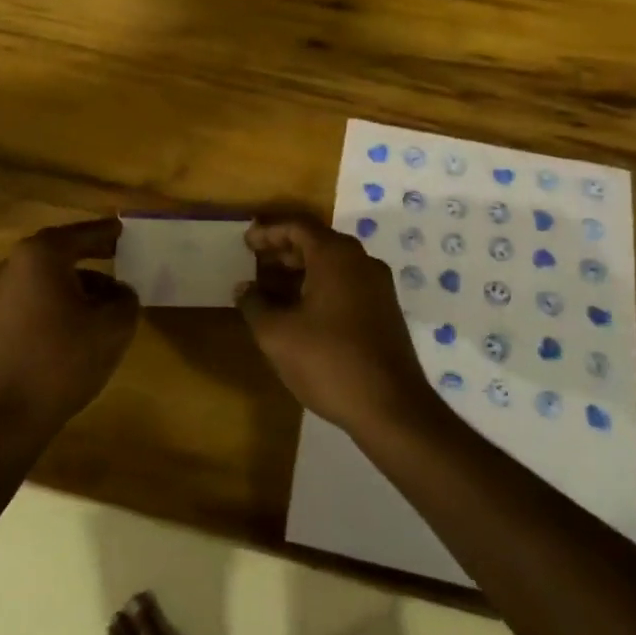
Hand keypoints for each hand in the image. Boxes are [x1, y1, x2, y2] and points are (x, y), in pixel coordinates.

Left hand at [0, 218, 140, 435]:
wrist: (10, 411)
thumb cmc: (64, 358)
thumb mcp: (114, 325)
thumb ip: (125, 297)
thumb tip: (118, 291)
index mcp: (42, 254)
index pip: (85, 233)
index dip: (109, 232)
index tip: (127, 231)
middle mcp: (16, 263)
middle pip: (63, 251)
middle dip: (93, 255)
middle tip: (121, 258)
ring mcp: (1, 291)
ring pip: (49, 275)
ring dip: (78, 282)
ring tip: (107, 301)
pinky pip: (36, 296)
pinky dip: (59, 299)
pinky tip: (80, 323)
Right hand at [236, 215, 430, 434]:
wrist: (391, 408)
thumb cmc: (328, 362)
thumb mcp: (277, 334)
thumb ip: (254, 304)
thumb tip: (244, 288)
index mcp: (336, 256)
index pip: (298, 226)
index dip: (268, 231)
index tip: (245, 242)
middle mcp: (361, 262)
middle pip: (317, 242)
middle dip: (283, 251)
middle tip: (254, 263)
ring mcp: (377, 287)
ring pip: (332, 265)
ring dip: (300, 271)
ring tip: (270, 289)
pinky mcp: (384, 311)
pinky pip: (345, 284)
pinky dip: (319, 287)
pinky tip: (299, 311)